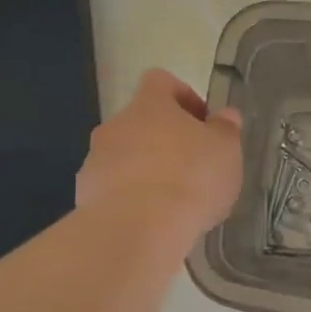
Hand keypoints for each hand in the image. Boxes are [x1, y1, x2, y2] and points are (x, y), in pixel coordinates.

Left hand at [76, 69, 243, 241]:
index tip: (203, 123)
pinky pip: (111, 189)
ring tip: (172, 202)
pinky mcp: (85, 195)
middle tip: (192, 167)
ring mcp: (95, 160)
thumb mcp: (225, 151)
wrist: (137, 230)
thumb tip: (225, 116)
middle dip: (165, 140)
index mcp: (149, 104)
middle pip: (141, 122)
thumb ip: (225, 130)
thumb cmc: (189, 178)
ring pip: (124, 156)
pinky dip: (129, 200)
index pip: (160, 81)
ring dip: (145, 171)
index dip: (183, 97)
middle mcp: (116, 124)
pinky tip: (150, 222)